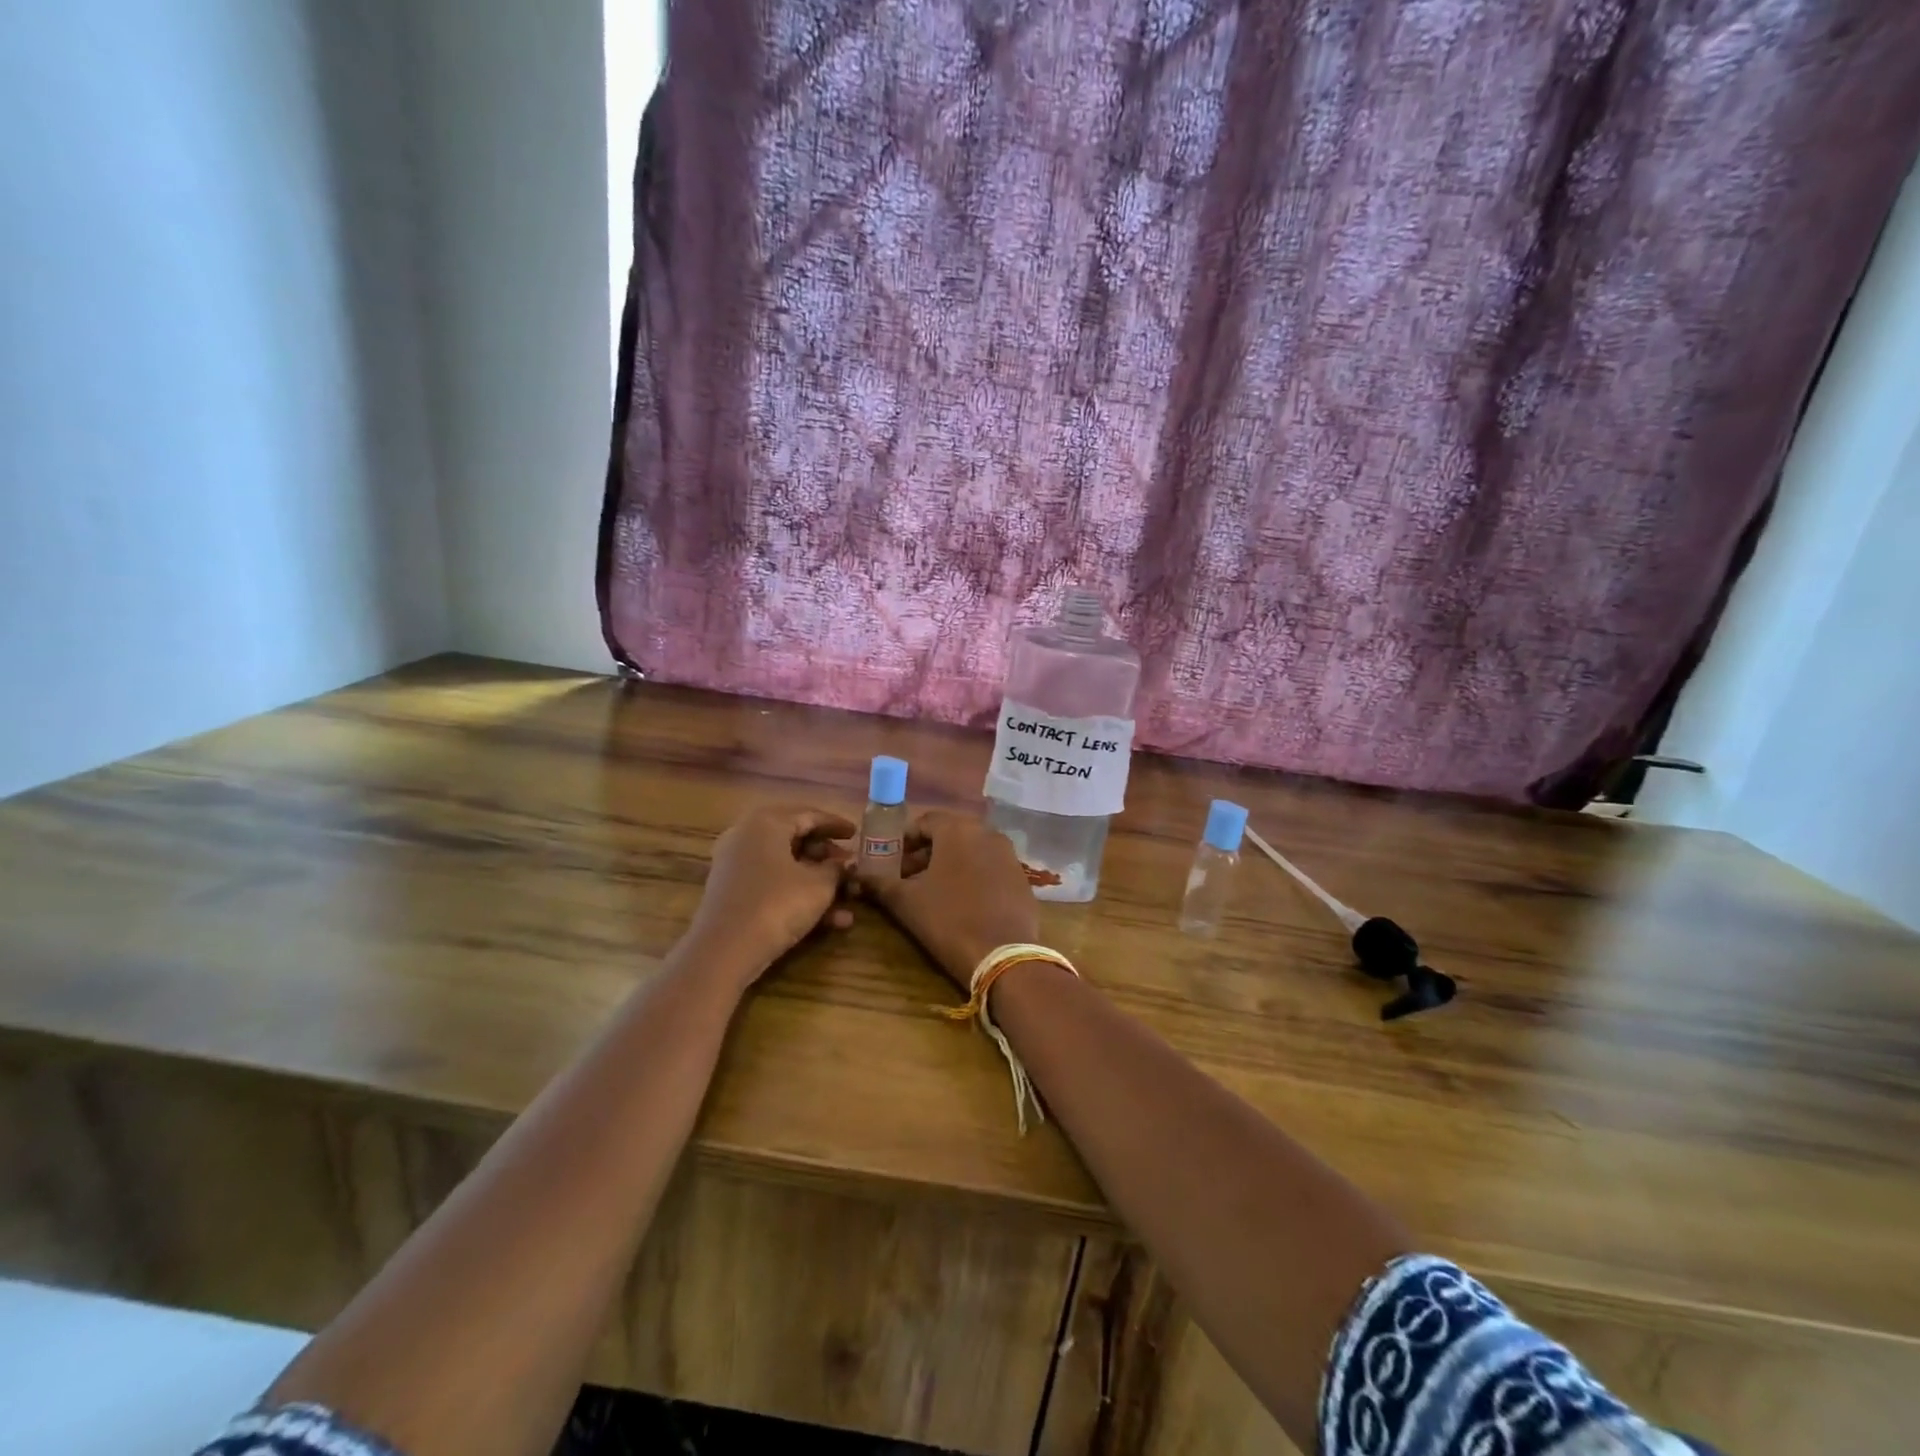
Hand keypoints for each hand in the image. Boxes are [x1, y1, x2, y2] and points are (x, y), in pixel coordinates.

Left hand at [685, 805, 855, 983]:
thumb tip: (849, 862)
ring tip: (849, 899)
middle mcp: (747, 836)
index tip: (857, 834)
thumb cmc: (777, 905)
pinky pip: (773, 885)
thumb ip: (837, 869)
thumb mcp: (818, 886)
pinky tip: (831, 921)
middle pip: (796, 839)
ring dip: (819, 882)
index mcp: (766, 822)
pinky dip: (799, 896)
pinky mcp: (733, 893)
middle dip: (828, 857)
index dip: (836, 824)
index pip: (809, 815)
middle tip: (851, 868)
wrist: (724, 951)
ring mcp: (736, 865)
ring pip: (786, 866)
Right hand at [857, 810, 1039, 988]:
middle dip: (926, 853)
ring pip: (971, 850)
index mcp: (958, 830)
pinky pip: (990, 867)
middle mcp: (987, 832)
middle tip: (908, 878)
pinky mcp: (1021, 877)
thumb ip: (880, 883)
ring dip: (949, 864)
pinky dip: (973, 875)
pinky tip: (962, 902)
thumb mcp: (906, 902)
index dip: (904, 840)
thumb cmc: (948, 920)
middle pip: (949, 834)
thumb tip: (858, 876)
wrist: (1003, 956)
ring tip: (932, 891)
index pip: (924, 822)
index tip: (891, 862)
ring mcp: (1008, 854)